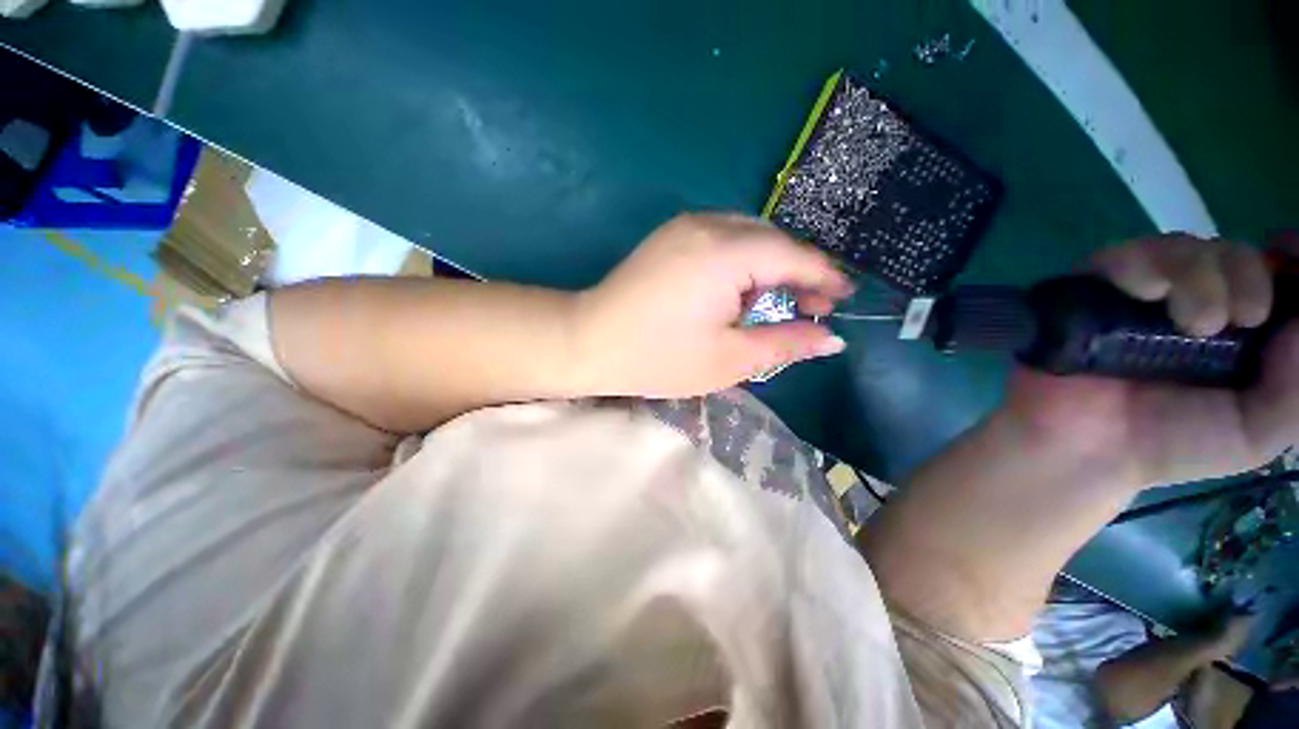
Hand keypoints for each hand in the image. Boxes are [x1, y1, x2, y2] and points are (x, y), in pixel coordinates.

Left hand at [573, 213, 853, 397]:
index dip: (825, 277)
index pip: (793, 256)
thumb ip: (785, 344)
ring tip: (778, 302)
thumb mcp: (729, 360)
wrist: (589, 341)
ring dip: (771, 266)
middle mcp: (708, 225)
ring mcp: (685, 225)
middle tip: (813, 307)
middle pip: (773, 241)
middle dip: (799, 272)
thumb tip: (832, 340)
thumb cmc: (658, 359)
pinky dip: (744, 260)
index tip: (845, 298)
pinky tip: (740, 289)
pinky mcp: (671, 234)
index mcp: (726, 254)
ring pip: (749, 236)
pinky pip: (723, 237)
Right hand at [1005, 234, 1298, 486]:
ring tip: (1195, 323)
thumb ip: (1296, 386)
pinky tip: (1148, 293)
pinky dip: (1147, 265)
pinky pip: (1128, 254)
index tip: (1295, 261)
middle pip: (1235, 253)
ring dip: (1204, 275)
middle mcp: (1193, 299)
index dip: (1292, 261)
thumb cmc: (1174, 442)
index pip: (1274, 275)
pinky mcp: (1096, 287)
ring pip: (1187, 247)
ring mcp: (1144, 292)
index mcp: (1238, 328)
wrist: (1086, 446)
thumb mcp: (1259, 430)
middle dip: (1252, 275)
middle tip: (1247, 318)